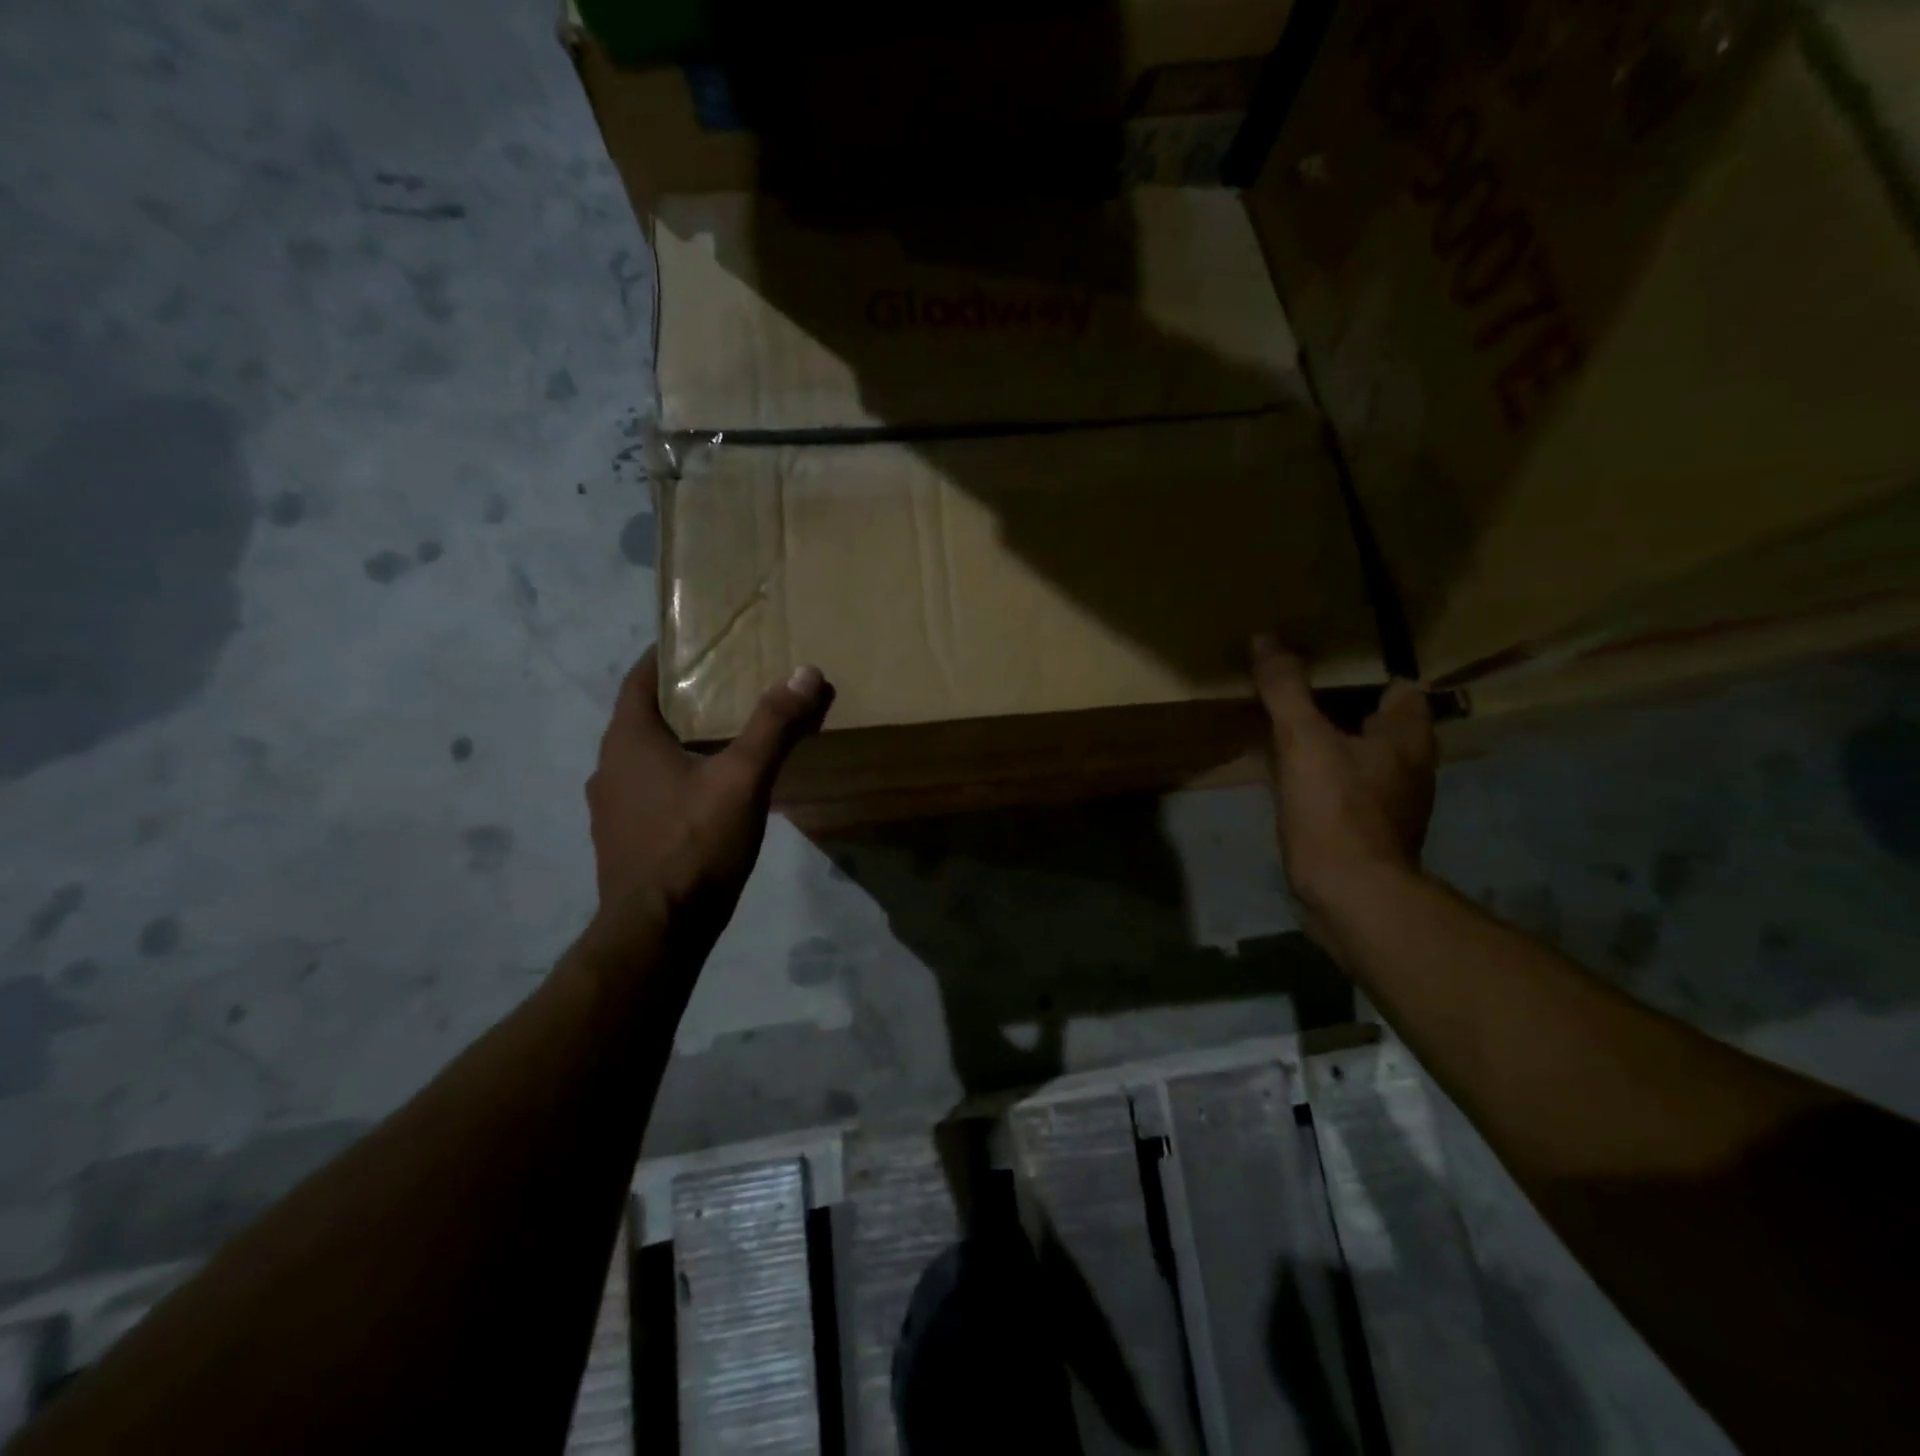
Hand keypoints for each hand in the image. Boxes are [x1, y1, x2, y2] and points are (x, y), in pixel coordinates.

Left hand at [585, 649, 831, 952]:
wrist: (658, 931)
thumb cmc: (695, 844)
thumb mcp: (743, 779)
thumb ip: (773, 725)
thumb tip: (806, 673)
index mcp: (628, 741)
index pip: (639, 679)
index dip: (665, 657)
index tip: (697, 644)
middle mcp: (608, 767)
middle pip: (642, 718)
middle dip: (681, 701)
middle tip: (726, 689)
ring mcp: (610, 808)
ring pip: (644, 758)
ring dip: (676, 743)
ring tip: (722, 739)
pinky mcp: (621, 840)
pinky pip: (646, 792)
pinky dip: (672, 779)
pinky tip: (706, 795)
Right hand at [1251, 637, 1434, 944]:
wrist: (1349, 894)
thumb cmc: (1336, 809)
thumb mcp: (1303, 740)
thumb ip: (1286, 690)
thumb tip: (1266, 638)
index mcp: (1407, 738)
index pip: (1401, 689)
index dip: (1371, 672)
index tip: (1332, 663)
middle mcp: (1409, 767)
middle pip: (1381, 724)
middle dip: (1348, 708)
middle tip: (1303, 693)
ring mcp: (1391, 804)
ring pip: (1363, 759)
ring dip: (1335, 745)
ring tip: (1293, 731)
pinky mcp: (1368, 833)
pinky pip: (1346, 790)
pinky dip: (1325, 778)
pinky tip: (1294, 779)